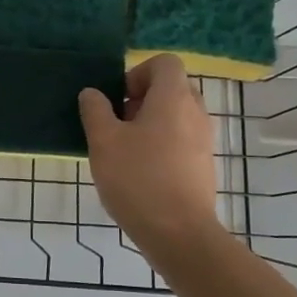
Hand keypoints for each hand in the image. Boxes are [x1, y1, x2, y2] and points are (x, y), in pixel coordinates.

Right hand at [79, 54, 220, 252]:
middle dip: (142, 99)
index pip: (165, 63)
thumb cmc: (138, 179)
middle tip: (117, 124)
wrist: (179, 234)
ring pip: (176, 116)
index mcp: (173, 98)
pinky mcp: (204, 166)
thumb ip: (95, 111)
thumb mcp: (104, 142)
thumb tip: (93, 93)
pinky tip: (140, 173)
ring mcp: (204, 140)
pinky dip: (162, 145)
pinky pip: (182, 140)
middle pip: (171, 88)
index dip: (138, 72)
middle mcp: (195, 112)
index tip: (118, 99)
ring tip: (125, 151)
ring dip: (150, 124)